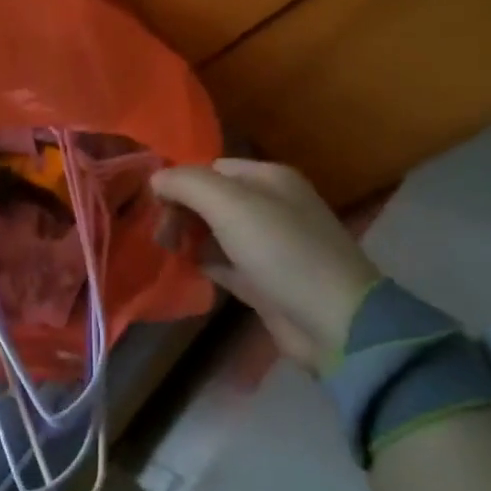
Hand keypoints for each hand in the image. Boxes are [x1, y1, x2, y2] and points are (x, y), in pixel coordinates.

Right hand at [152, 159, 380, 366]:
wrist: (335, 322)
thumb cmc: (281, 250)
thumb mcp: (230, 205)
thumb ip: (187, 183)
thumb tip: (155, 178)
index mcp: (268, 178)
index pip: (211, 167)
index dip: (180, 182)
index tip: (155, 205)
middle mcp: (269, 205)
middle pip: (211, 198)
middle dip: (181, 210)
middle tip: (161, 235)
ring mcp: (268, 244)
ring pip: (215, 230)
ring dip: (188, 236)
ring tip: (166, 250)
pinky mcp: (264, 280)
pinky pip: (223, 261)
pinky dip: (202, 262)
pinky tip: (183, 269)